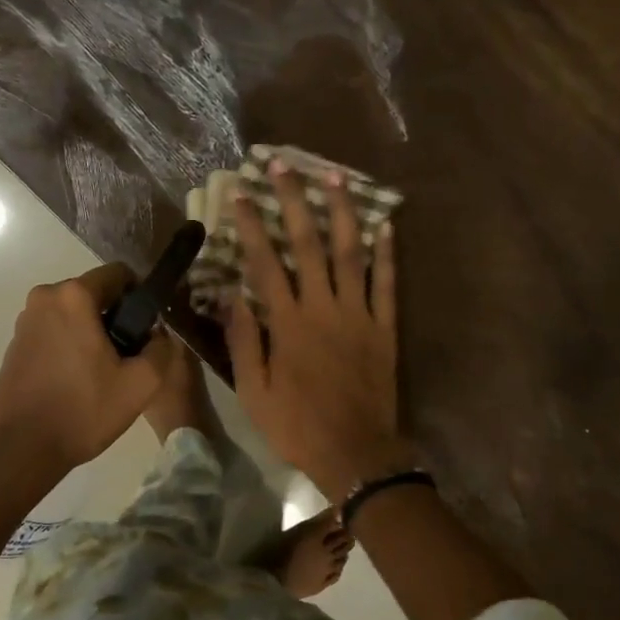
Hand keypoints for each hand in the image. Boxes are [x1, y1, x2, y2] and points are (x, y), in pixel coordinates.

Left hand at [0, 263, 176, 495]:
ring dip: (91, 334)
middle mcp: (44, 298)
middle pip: (94, 294)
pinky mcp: (14, 345)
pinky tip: (76, 381)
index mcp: (73, 296)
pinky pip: (53, 332)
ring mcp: (24, 321)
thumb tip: (158, 335)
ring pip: (73, 315)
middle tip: (127, 358)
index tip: (147, 329)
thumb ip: (161, 350)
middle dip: (115, 318)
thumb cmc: (82, 411)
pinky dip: (69, 346)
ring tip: (102, 374)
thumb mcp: (140, 385)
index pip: (118, 274)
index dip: (140, 297)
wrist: (20, 449)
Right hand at [223, 164, 414, 499]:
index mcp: (288, 324)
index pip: (265, 263)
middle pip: (308, 245)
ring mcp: (360, 315)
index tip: (241, 194)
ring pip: (351, 253)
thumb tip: (230, 296)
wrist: (356, 454)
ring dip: (342, 213)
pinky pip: (388, 284)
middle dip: (294, 202)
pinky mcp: (385, 328)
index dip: (252, 225)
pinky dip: (388, 254)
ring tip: (336, 177)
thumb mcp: (255, 392)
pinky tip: (386, 224)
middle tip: (285, 166)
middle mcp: (324, 308)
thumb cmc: (298, 426)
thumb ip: (244, 341)